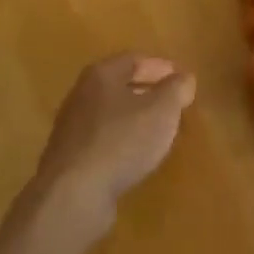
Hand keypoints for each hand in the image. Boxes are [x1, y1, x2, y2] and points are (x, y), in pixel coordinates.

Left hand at [32, 54, 196, 228]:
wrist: (74, 193)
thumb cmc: (122, 140)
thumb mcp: (161, 110)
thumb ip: (176, 89)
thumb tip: (184, 78)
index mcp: (101, 75)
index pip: (134, 60)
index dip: (160, 66)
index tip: (181, 77)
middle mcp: (81, 95)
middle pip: (119, 85)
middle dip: (147, 90)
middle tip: (172, 101)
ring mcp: (71, 127)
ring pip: (110, 113)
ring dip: (134, 117)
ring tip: (157, 129)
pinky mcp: (69, 158)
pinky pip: (102, 139)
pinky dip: (121, 140)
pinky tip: (135, 155)